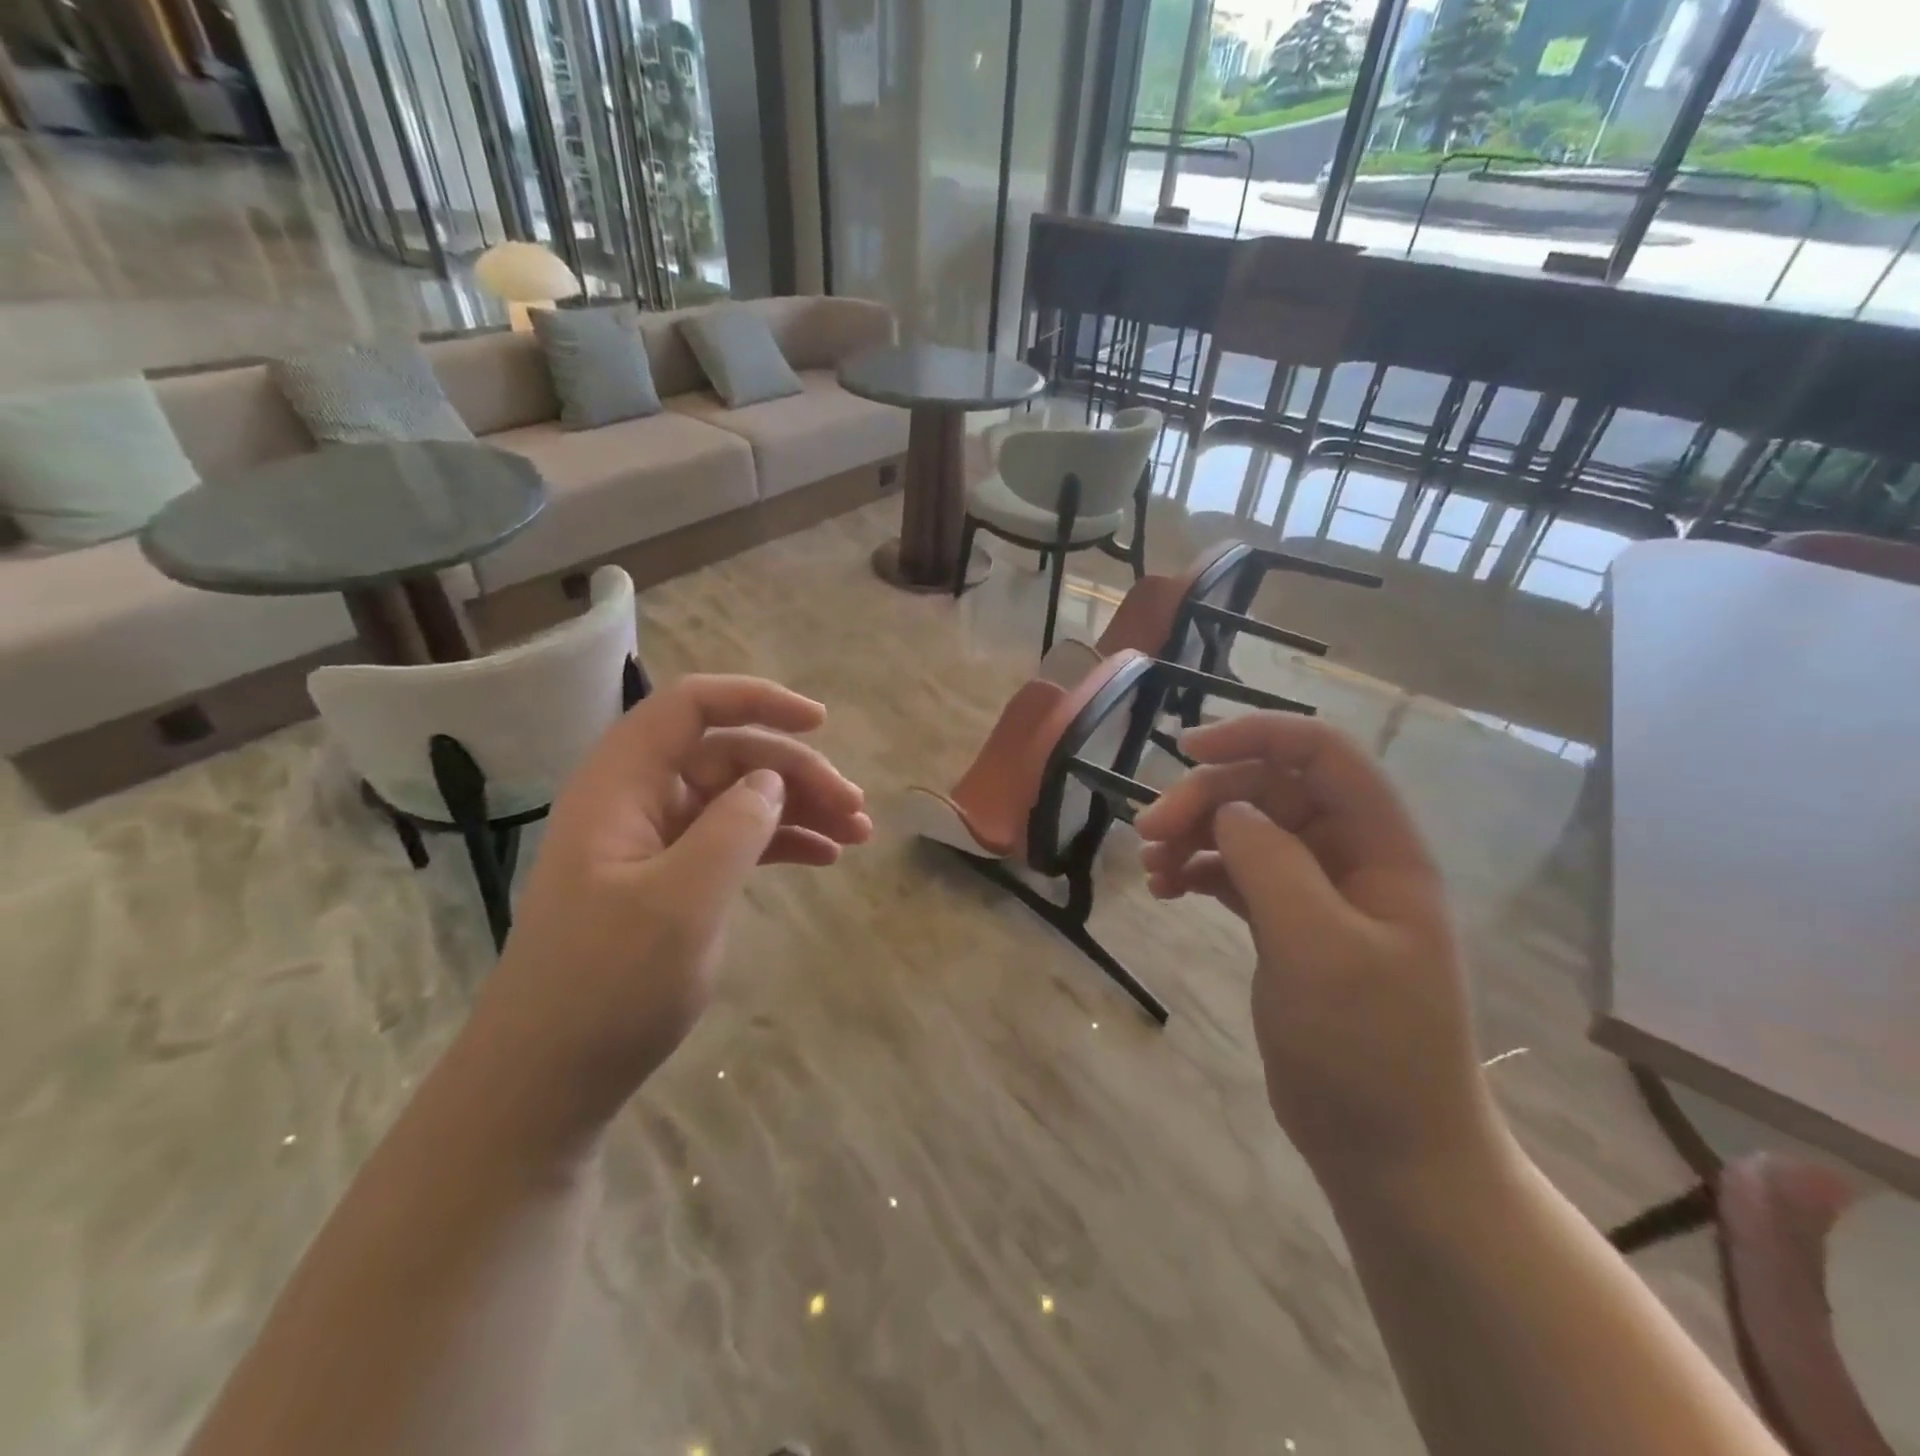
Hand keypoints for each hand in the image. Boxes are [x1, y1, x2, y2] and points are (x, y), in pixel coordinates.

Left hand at [472, 675, 871, 1133]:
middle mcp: (638, 800)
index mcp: (622, 785)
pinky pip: (734, 839)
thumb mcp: (681, 902)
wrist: (548, 1079)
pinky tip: (824, 858)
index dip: (757, 700)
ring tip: (857, 834)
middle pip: (728, 754)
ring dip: (799, 807)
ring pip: (738, 797)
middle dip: (797, 772)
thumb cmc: (606, 986)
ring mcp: (654, 841)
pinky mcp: (670, 879)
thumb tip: (772, 780)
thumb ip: (734, 827)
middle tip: (856, 809)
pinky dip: (780, 842)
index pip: (690, 706)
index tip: (820, 723)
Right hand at [1135, 713, 1496, 1184]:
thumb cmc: (1367, 1048)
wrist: (1390, 1151)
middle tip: (1148, 833)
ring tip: (1151, 866)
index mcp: (1382, 849)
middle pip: (1271, 789)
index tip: (1186, 751)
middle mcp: (1351, 858)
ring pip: (1248, 829)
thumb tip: (1228, 811)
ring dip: (1195, 834)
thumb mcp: (1318, 947)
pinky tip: (1167, 889)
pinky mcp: (1288, 925)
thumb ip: (1271, 863)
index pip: (1323, 754)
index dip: (1257, 735)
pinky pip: (1237, 872)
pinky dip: (1199, 870)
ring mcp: (1318, 893)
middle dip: (1207, 799)